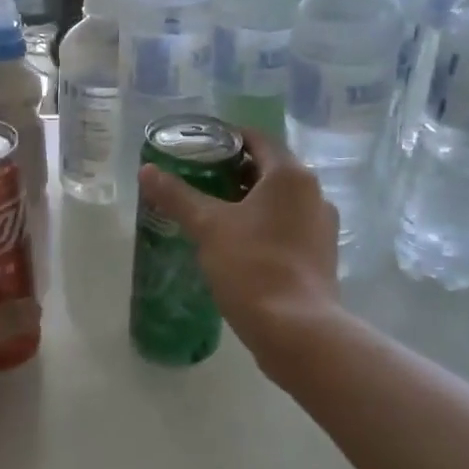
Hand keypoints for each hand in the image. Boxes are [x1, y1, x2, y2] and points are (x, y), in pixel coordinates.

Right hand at [139, 127, 339, 354]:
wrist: (297, 330)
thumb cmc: (252, 266)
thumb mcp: (208, 227)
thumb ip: (177, 195)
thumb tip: (146, 170)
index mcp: (290, 175)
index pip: (258, 139)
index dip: (227, 138)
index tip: (198, 147)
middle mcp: (314, 193)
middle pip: (269, 169)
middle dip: (234, 172)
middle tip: (198, 180)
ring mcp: (321, 226)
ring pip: (279, 200)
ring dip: (248, 200)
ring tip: (212, 213)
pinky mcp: (321, 255)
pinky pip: (288, 226)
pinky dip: (264, 225)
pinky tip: (238, 244)